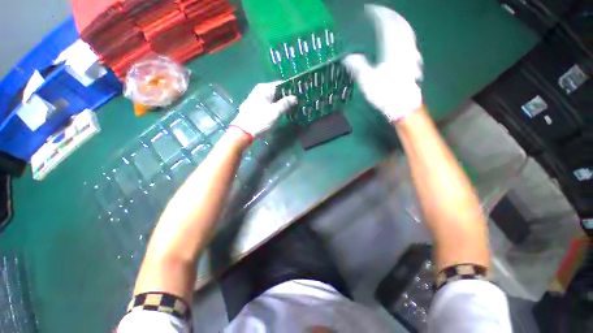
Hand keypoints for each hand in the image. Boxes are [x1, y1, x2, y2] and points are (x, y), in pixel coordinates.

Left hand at [230, 82, 296, 140]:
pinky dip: (275, 106)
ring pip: (273, 98)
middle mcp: (260, 90)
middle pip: (277, 91)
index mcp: (265, 88)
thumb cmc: (260, 121)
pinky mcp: (255, 106)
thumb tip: (295, 97)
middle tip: (297, 103)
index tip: (299, 95)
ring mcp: (256, 98)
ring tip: (291, 108)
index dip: (291, 89)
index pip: (281, 84)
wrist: (243, 132)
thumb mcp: (275, 112)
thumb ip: (286, 103)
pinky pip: (268, 103)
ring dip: (281, 103)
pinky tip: (280, 112)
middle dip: (287, 97)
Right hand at [343, 5, 422, 121]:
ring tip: (390, 20)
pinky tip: (401, 38)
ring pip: (406, 31)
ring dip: (398, 23)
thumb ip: (357, 67)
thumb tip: (348, 58)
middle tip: (380, 13)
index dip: (377, 14)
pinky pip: (409, 41)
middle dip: (389, 15)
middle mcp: (403, 46)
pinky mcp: (412, 61)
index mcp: (391, 48)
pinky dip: (404, 34)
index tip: (369, 10)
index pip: (386, 24)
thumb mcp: (367, 81)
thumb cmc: (385, 93)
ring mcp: (410, 53)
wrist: (402, 104)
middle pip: (399, 23)